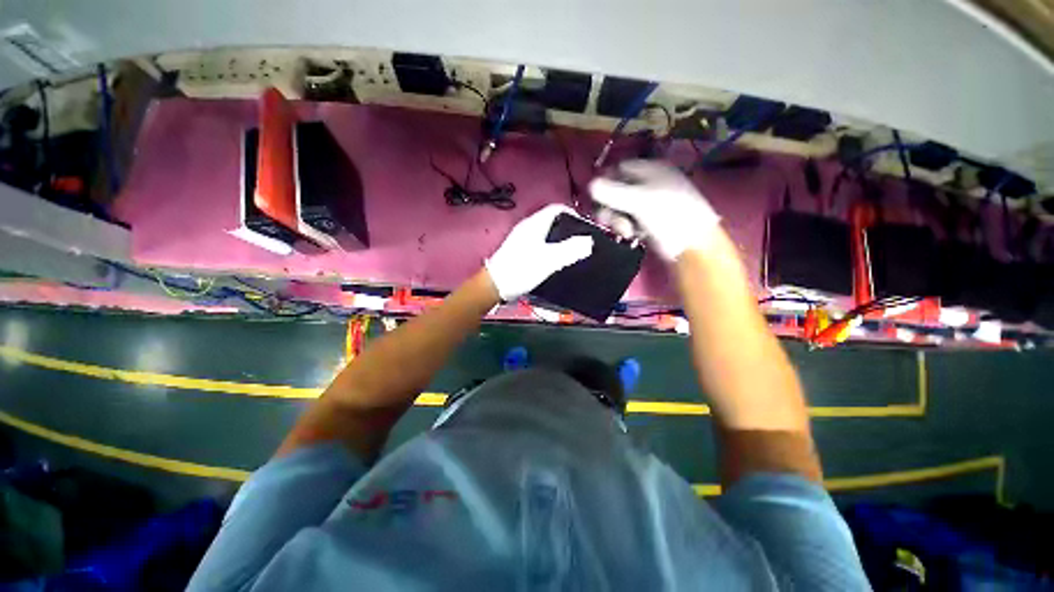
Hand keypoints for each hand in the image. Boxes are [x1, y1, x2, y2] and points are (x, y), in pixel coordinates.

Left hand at [485, 204, 593, 299]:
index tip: (584, 227)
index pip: (557, 208)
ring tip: (571, 250)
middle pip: (552, 220)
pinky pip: (539, 242)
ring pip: (545, 231)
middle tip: (580, 240)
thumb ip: (570, 250)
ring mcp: (521, 238)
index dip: (573, 214)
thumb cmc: (520, 270)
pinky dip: (550, 247)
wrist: (495, 285)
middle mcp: (527, 227)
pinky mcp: (519, 250)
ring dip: (559, 238)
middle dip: (568, 227)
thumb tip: (589, 241)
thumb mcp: (549, 260)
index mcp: (534, 224)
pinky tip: (554, 259)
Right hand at [589, 160, 719, 260]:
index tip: (595, 197)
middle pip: (617, 189)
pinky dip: (626, 227)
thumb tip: (590, 184)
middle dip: (610, 205)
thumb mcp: (639, 200)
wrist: (693, 242)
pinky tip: (632, 234)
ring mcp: (649, 203)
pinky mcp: (648, 220)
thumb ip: (612, 192)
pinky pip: (628, 220)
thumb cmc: (668, 214)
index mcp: (650, 169)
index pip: (620, 168)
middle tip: (606, 219)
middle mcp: (649, 183)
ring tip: (625, 230)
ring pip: (621, 207)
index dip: (605, 180)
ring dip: (617, 219)